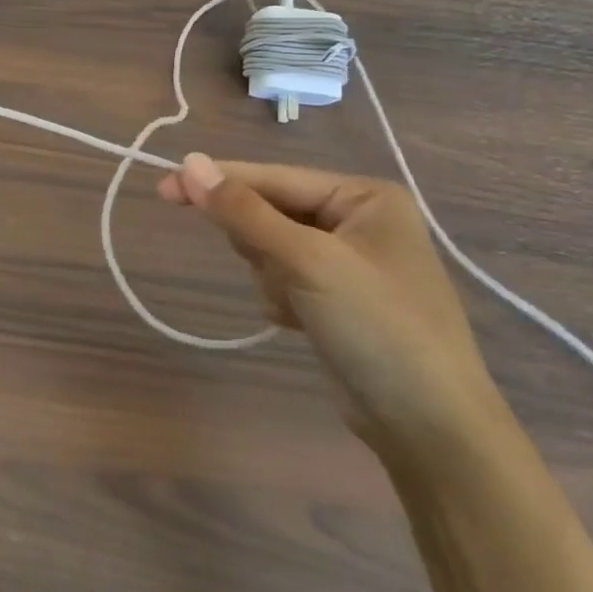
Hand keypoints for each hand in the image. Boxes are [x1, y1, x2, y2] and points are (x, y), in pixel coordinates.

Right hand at [160, 155, 508, 465]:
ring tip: (301, 306)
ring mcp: (346, 261)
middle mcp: (357, 221)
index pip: (272, 177)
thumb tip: (187, 163)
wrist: (429, 428)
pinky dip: (279, 297)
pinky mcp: (334, 297)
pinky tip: (303, 323)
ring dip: (270, 275)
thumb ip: (244, 211)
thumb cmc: (378, 328)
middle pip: (268, 211)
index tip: (163, 188)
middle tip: (277, 272)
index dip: (217, 182)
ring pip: (268, 247)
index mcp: (364, 197)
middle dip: (260, 244)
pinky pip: (280, 277)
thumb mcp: (307, 261)